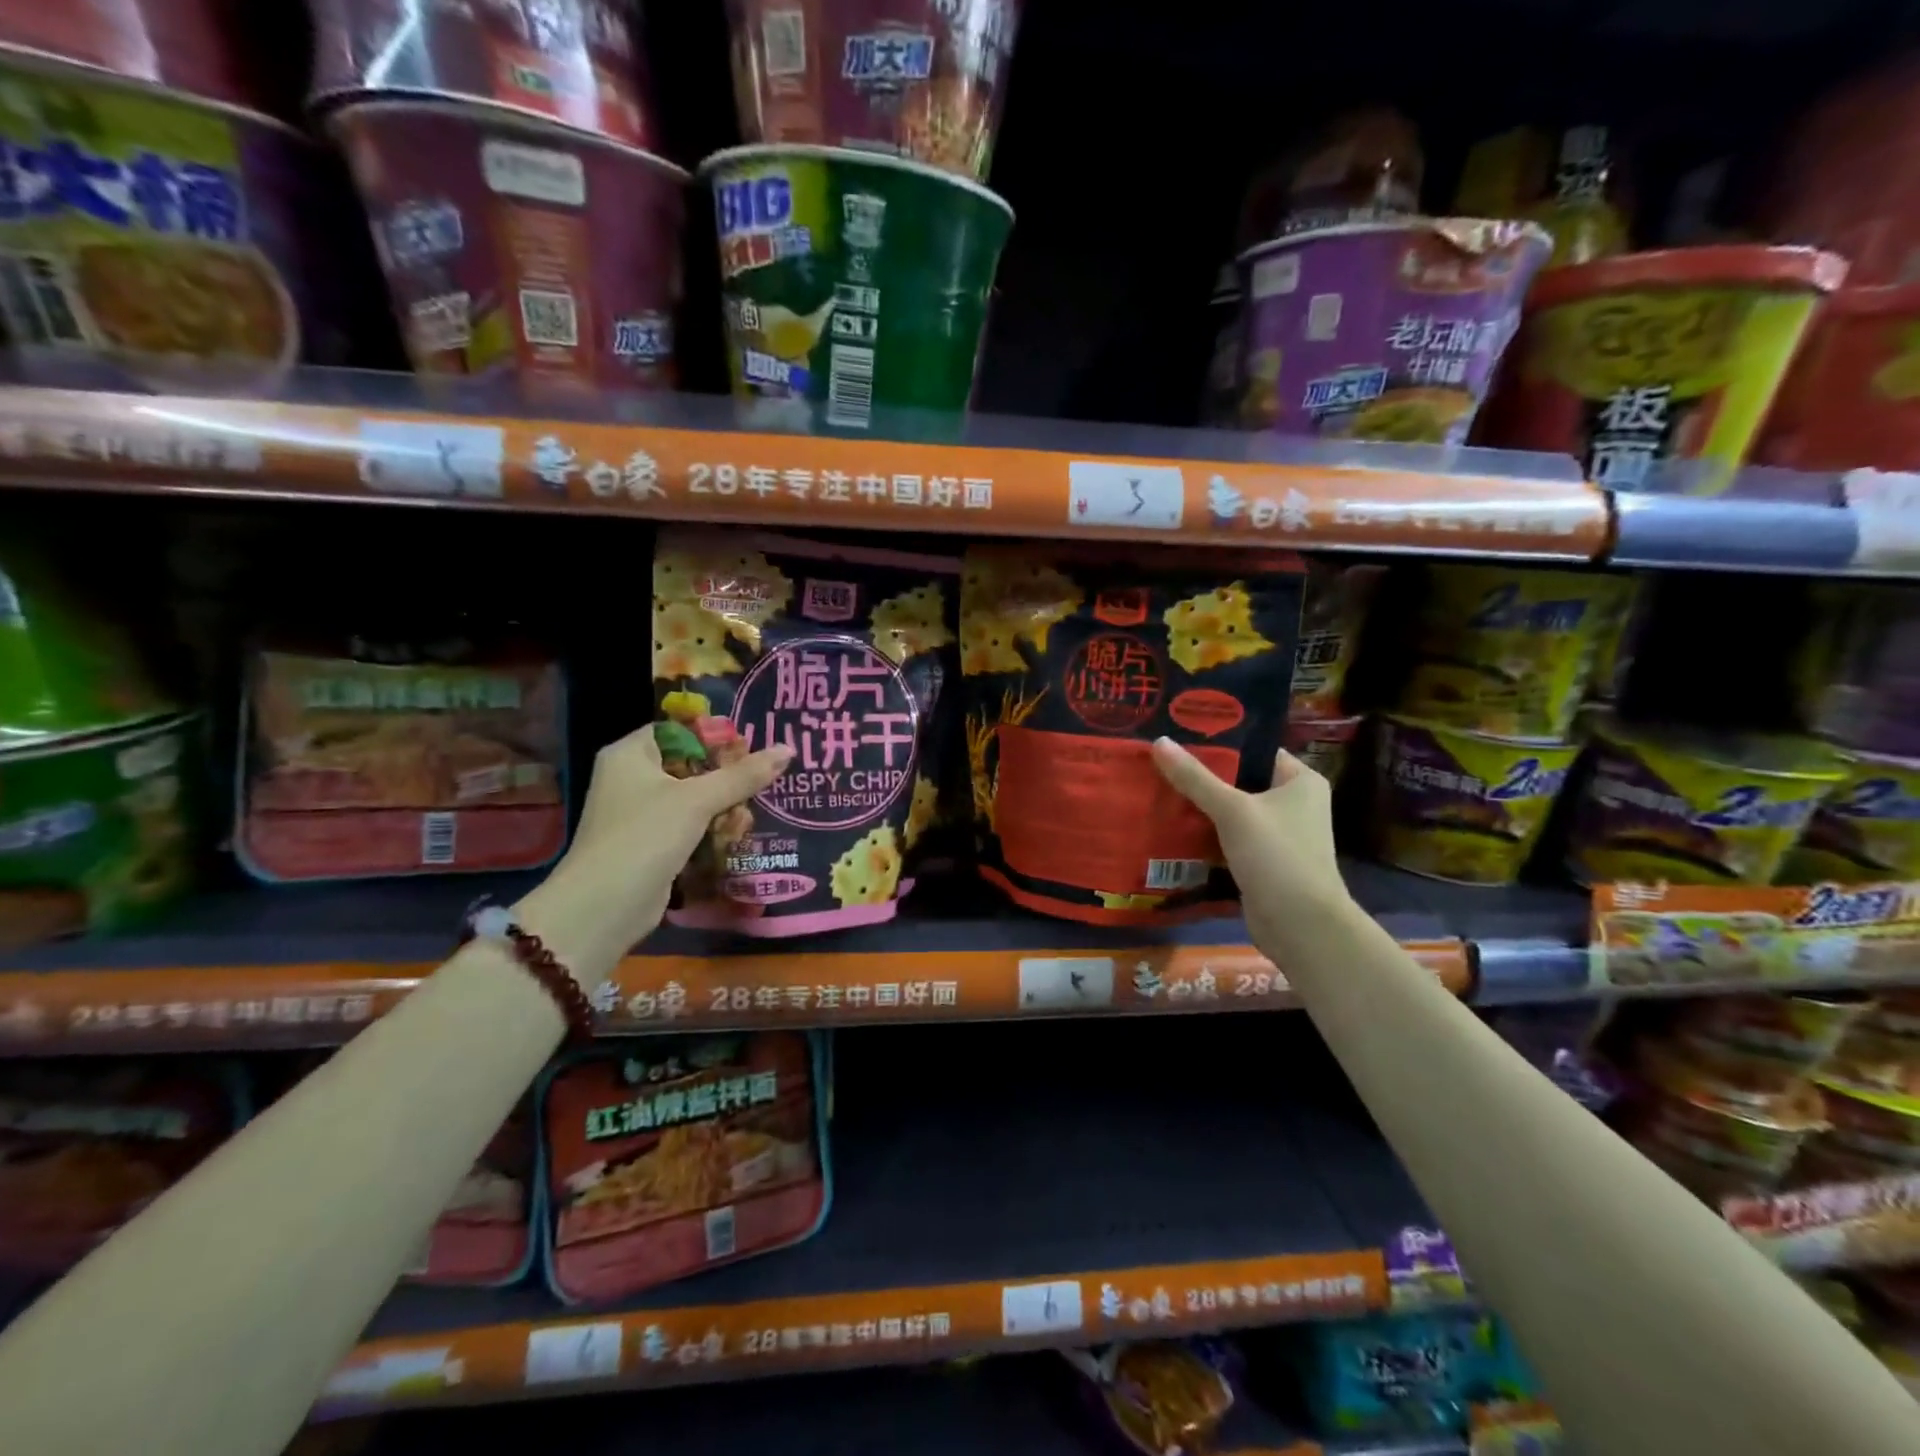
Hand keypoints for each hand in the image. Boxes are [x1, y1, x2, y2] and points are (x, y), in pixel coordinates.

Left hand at [540, 725, 792, 958]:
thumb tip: (788, 749)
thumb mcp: (698, 800)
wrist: (603, 908)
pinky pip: (689, 825)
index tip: (753, 750)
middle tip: (758, 786)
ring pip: (694, 798)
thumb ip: (743, 775)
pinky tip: (736, 837)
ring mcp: (640, 813)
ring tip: (748, 818)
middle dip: (726, 779)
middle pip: (692, 765)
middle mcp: (631, 777)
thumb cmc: (645, 837)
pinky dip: (711, 830)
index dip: (716, 737)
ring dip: (724, 808)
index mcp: (630, 754)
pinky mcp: (651, 843)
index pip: (680, 730)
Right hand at [1150, 739, 1350, 957]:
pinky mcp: (1262, 862)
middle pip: (1239, 781)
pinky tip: (1169, 828)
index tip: (1178, 737)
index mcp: (1300, 780)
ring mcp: (1278, 835)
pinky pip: (1227, 839)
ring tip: (1156, 791)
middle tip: (1158, 764)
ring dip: (1199, 809)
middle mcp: (1293, 804)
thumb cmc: (1277, 856)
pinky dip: (1204, 835)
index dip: (1218, 744)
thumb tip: (1159, 742)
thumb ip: (1195, 778)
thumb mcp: (1233, 811)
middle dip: (1201, 778)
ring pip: (1230, 812)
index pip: (1254, 750)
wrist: (1301, 926)